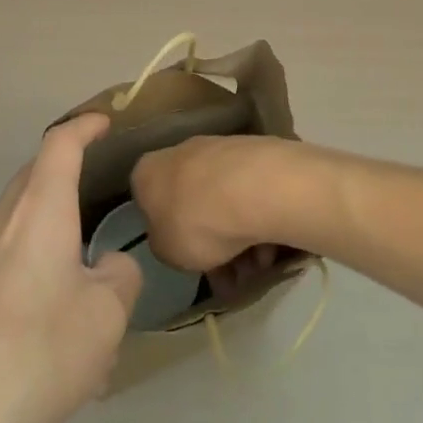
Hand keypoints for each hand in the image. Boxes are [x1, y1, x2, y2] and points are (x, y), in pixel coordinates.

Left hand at [0, 112, 142, 422]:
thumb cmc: (44, 351)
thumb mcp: (108, 313)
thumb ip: (119, 276)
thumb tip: (108, 267)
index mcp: (39, 212)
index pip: (60, 144)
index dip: (84, 127)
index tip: (105, 121)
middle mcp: (1, 226)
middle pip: (31, 177)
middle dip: (62, 168)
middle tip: (93, 178)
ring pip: (15, 220)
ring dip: (46, 221)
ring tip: (79, 259)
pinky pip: (3, 261)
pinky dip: (30, 261)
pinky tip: (50, 314)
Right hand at [131, 134, 297, 300]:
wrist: (256, 188)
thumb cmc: (197, 222)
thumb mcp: (165, 252)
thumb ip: (165, 243)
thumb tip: (174, 236)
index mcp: (149, 171)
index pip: (149, 202)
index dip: (168, 234)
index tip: (187, 259)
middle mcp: (181, 151)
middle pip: (193, 202)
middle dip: (212, 241)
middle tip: (230, 275)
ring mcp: (220, 147)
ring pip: (224, 200)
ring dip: (239, 235)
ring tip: (258, 266)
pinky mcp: (255, 151)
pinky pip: (251, 192)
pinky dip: (258, 218)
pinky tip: (272, 245)